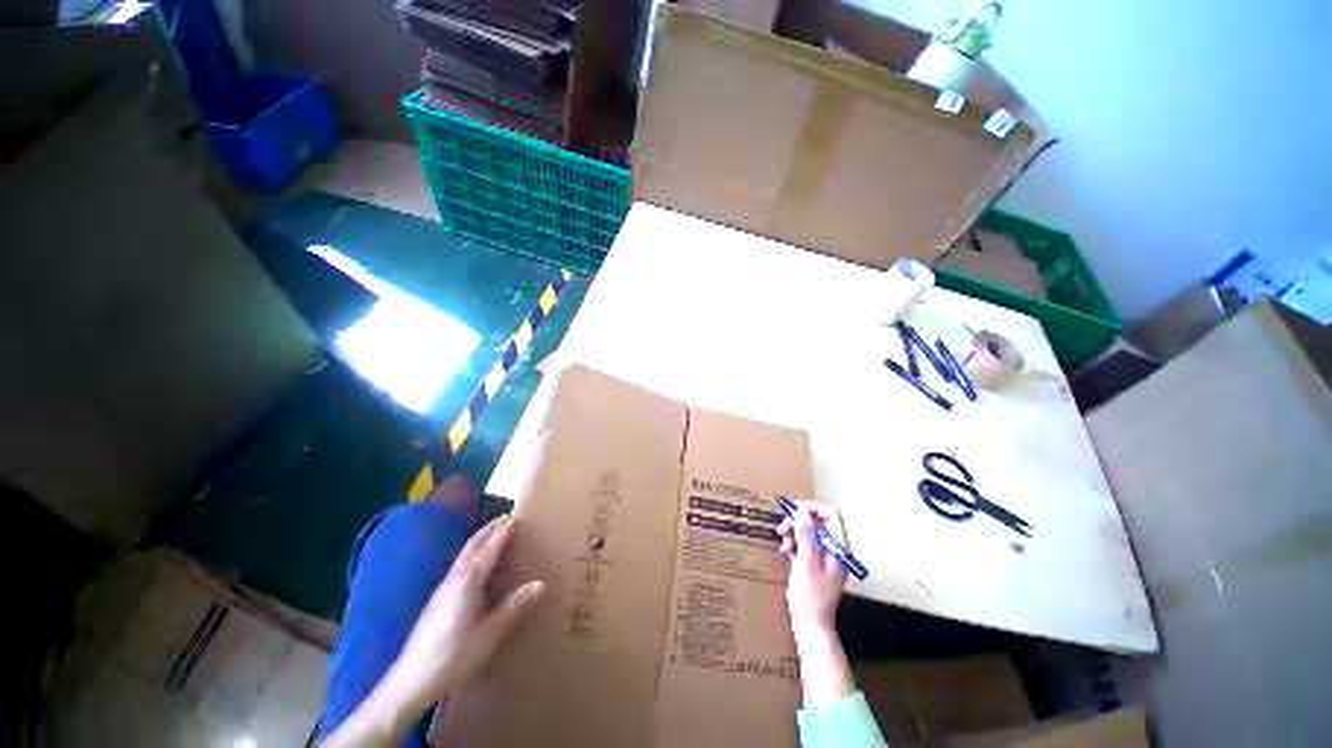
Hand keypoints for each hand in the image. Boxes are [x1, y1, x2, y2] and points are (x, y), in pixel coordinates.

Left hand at [378, 516, 545, 713]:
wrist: (410, 682)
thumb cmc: (454, 656)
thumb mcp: (490, 633)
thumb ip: (514, 606)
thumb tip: (540, 583)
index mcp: (469, 580)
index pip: (490, 548)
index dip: (503, 532)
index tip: (516, 517)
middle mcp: (455, 578)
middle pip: (472, 545)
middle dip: (489, 530)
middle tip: (506, 520)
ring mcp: (443, 589)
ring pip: (463, 555)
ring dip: (479, 541)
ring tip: (495, 537)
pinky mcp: (437, 601)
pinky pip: (459, 567)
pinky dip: (472, 556)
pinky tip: (477, 569)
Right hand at [778, 503, 848, 644]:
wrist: (811, 626)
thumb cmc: (810, 598)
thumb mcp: (806, 565)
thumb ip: (806, 537)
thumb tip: (802, 511)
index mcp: (838, 548)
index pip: (830, 514)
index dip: (811, 507)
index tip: (792, 510)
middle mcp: (835, 549)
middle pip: (818, 521)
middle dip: (798, 520)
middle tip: (781, 528)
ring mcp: (826, 556)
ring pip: (810, 530)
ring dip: (794, 531)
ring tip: (783, 543)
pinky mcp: (817, 561)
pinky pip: (806, 542)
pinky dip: (795, 542)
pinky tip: (786, 551)